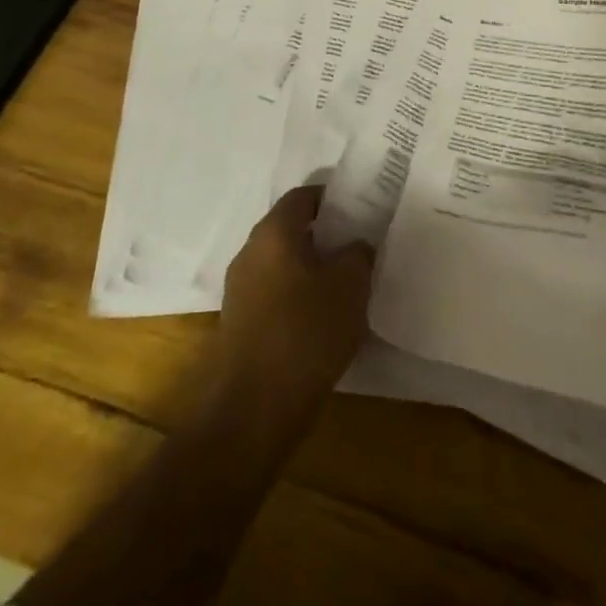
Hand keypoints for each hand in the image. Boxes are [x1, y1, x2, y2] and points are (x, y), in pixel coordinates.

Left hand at [213, 186, 373, 418]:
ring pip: (284, 262)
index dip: (335, 197)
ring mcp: (241, 288)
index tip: (364, 209)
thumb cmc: (305, 333)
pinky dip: (300, 296)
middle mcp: (251, 252)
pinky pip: (276, 293)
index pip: (305, 195)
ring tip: (349, 285)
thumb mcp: (350, 286)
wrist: (252, 409)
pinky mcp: (241, 322)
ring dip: (314, 268)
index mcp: (274, 232)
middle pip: (292, 228)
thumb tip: (355, 245)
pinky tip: (325, 319)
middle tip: (361, 246)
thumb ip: (358, 254)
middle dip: (327, 235)